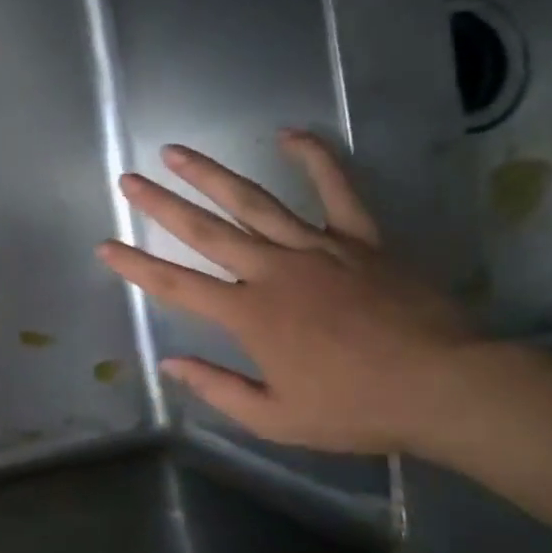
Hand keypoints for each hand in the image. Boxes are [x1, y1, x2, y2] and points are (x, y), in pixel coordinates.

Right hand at [98, 131, 475, 454]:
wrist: (445, 386)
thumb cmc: (355, 407)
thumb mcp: (276, 418)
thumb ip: (218, 389)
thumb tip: (171, 364)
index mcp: (248, 314)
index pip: (176, 284)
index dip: (136, 265)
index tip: (106, 245)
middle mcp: (272, 270)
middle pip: (205, 230)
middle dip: (160, 204)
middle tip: (129, 180)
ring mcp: (317, 248)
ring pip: (253, 202)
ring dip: (210, 174)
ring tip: (176, 151)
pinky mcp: (360, 239)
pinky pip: (336, 191)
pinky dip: (315, 159)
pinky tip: (290, 133)